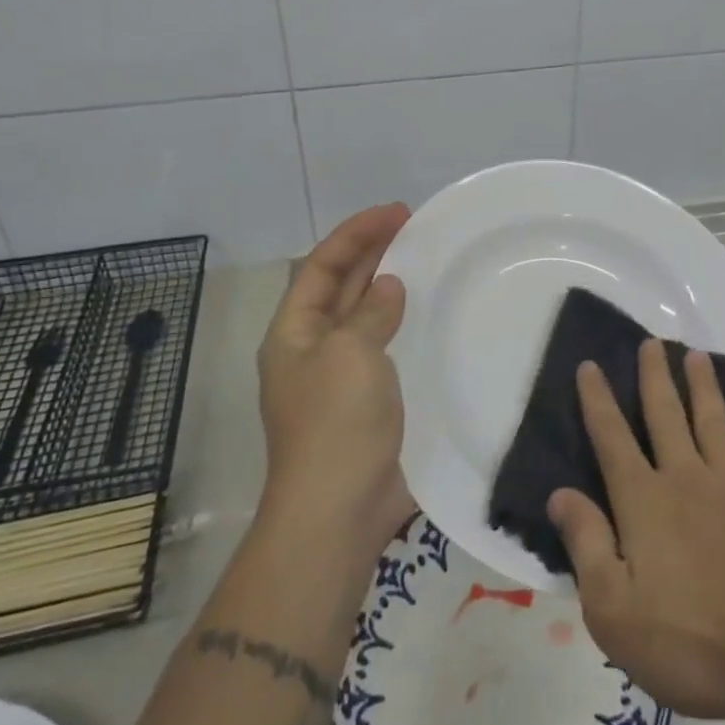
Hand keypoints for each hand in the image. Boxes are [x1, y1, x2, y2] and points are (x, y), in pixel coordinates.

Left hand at [256, 203, 414, 557]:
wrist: (339, 512)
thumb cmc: (336, 423)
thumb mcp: (350, 353)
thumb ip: (370, 312)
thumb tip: (388, 287)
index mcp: (294, 333)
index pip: (320, 265)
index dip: (355, 233)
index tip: (396, 212)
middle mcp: (312, 348)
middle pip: (340, 285)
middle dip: (373, 252)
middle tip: (415, 226)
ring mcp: (339, 377)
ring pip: (364, 315)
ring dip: (388, 285)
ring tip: (424, 259)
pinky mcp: (367, 401)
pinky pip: (385, 346)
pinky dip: (403, 323)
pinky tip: (430, 316)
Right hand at [548, 341, 724, 724]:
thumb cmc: (690, 641)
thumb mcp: (614, 610)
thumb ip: (586, 545)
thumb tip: (559, 493)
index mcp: (644, 501)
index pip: (612, 438)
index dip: (597, 400)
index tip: (589, 365)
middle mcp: (686, 477)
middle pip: (666, 414)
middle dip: (654, 376)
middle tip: (652, 341)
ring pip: (712, 420)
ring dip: (703, 385)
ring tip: (696, 354)